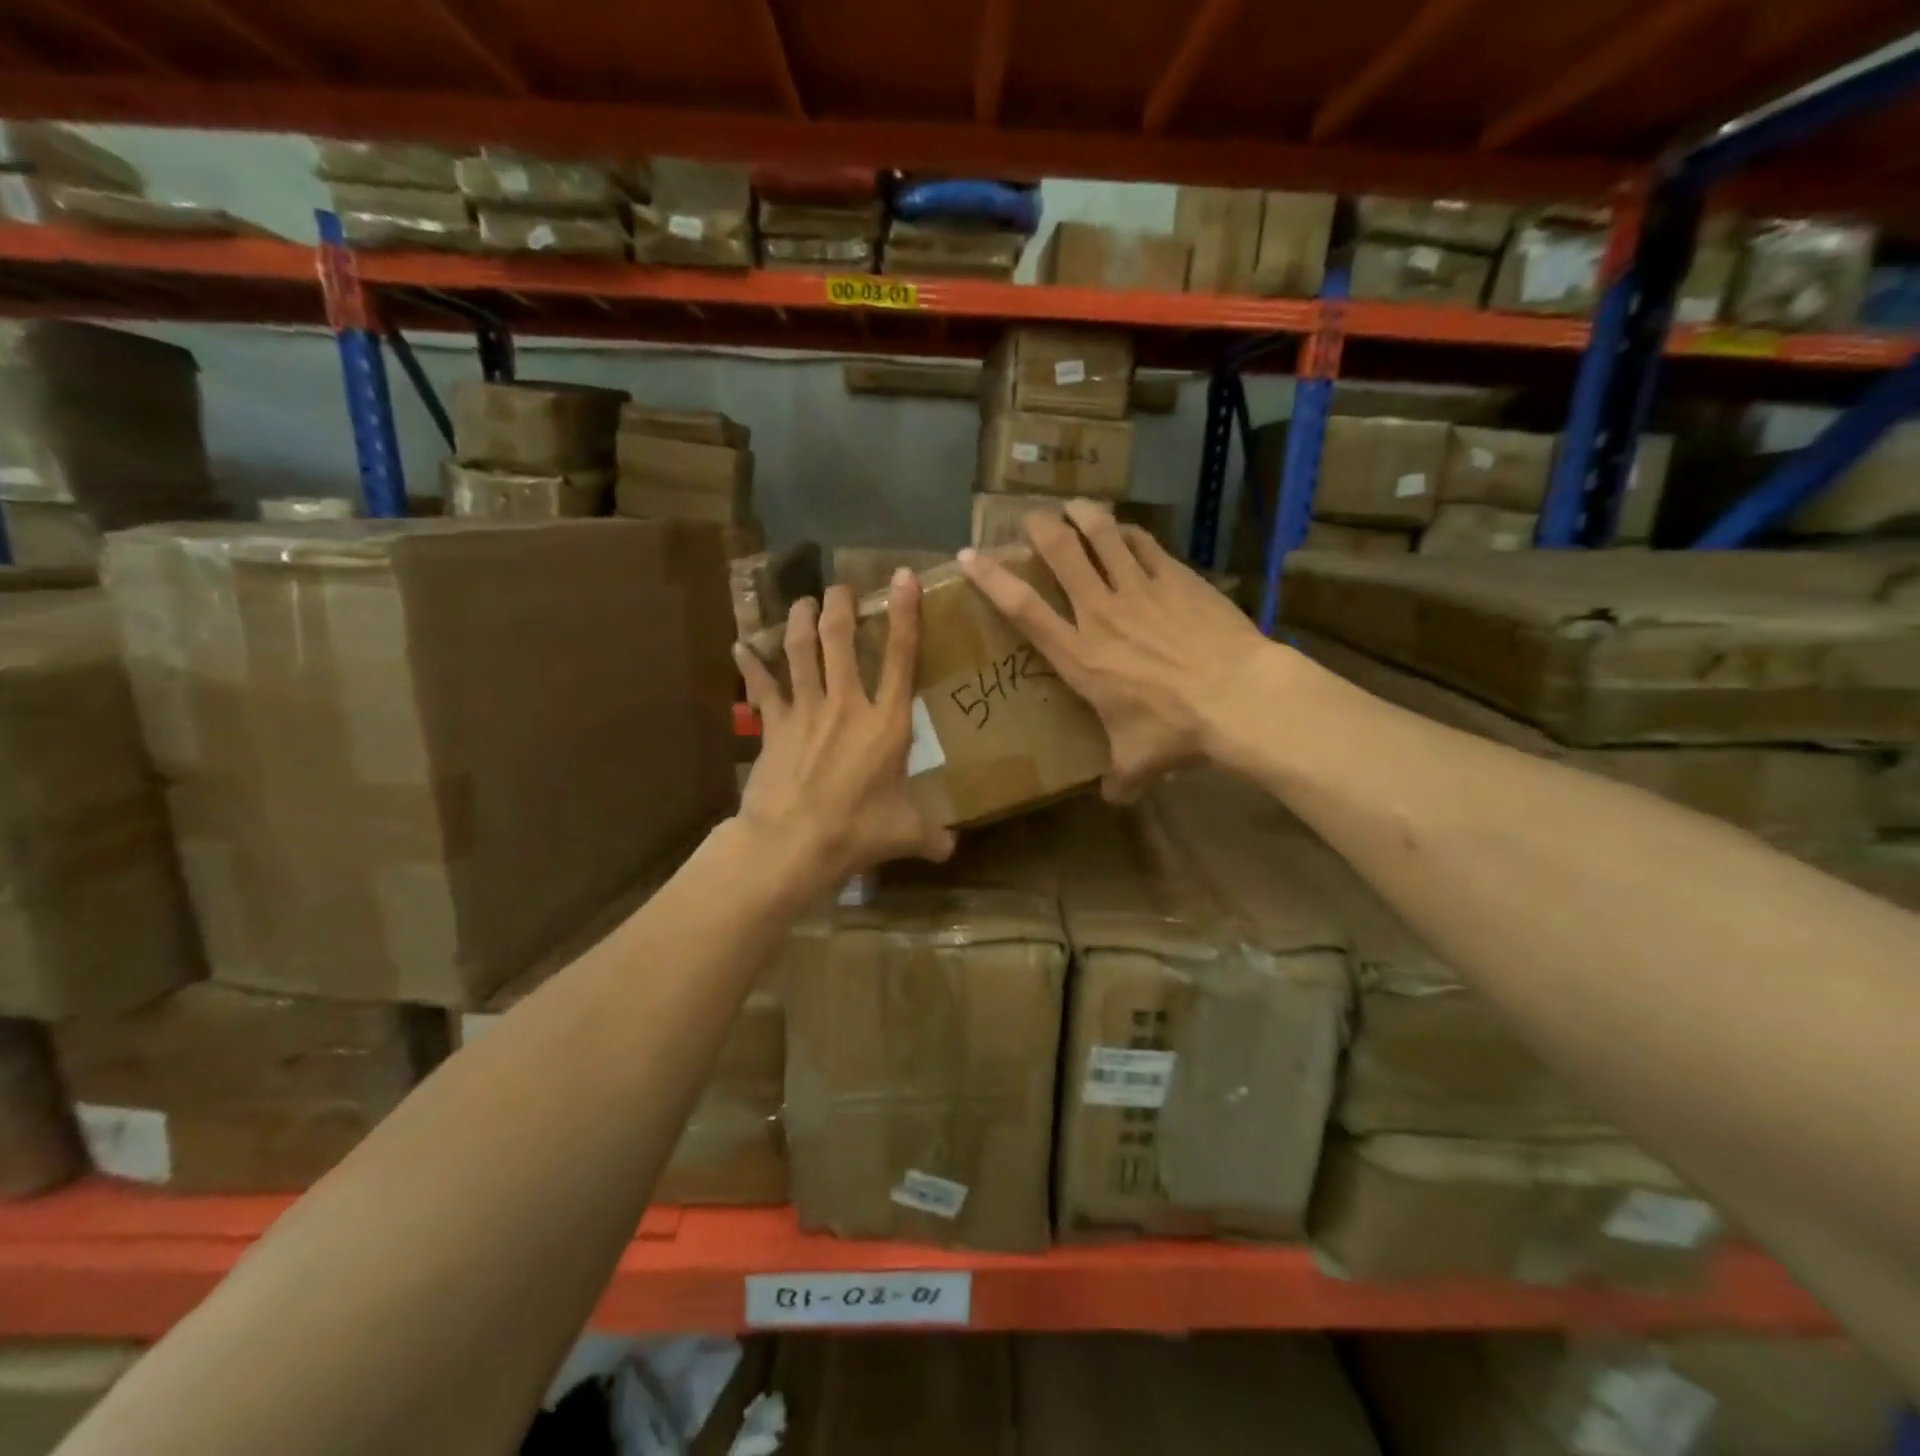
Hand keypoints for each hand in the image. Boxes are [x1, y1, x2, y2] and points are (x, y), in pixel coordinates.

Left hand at [733, 573, 955, 884]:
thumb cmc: (856, 831)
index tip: (902, 577)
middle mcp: (846, 704)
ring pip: (801, 651)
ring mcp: (806, 710)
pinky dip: (750, 665)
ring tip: (803, 601)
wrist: (792, 842)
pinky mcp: (774, 725)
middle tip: (840, 587)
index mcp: (886, 723)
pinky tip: (741, 646)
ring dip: (801, 621)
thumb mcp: (904, 834)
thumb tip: (951, 849)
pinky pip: (761, 687)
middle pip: (841, 639)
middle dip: (841, 605)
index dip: (904, 613)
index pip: (900, 657)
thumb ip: (931, 835)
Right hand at [959, 501, 1265, 801]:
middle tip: (1031, 518)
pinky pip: (1144, 543)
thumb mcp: (1138, 763)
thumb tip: (1114, 798)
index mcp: (1079, 655)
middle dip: (1039, 528)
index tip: (969, 555)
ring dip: (1083, 515)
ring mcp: (1140, 589)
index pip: (1024, 608)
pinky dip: (1128, 532)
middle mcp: (1101, 613)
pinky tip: (1124, 529)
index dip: (992, 578)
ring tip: (1073, 506)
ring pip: (1102, 535)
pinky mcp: (1176, 578)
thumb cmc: (1176, 729)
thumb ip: (1119, 778)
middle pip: (1061, 554)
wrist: (1238, 697)